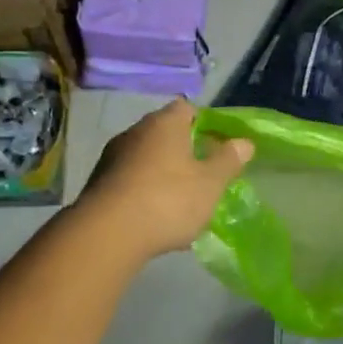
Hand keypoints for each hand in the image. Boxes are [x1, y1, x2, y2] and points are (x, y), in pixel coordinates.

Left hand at [78, 98, 253, 258]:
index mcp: (164, 124)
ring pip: (147, 160)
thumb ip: (228, 161)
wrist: (107, 235)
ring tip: (183, 201)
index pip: (187, 108)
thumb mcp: (210, 183)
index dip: (206, 123)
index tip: (220, 144)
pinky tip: (158, 219)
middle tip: (205, 174)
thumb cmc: (168, 200)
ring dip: (165, 174)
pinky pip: (132, 182)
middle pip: (166, 134)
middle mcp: (135, 132)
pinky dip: (146, 194)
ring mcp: (112, 158)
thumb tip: (244, 142)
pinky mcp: (99, 185)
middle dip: (186, 151)